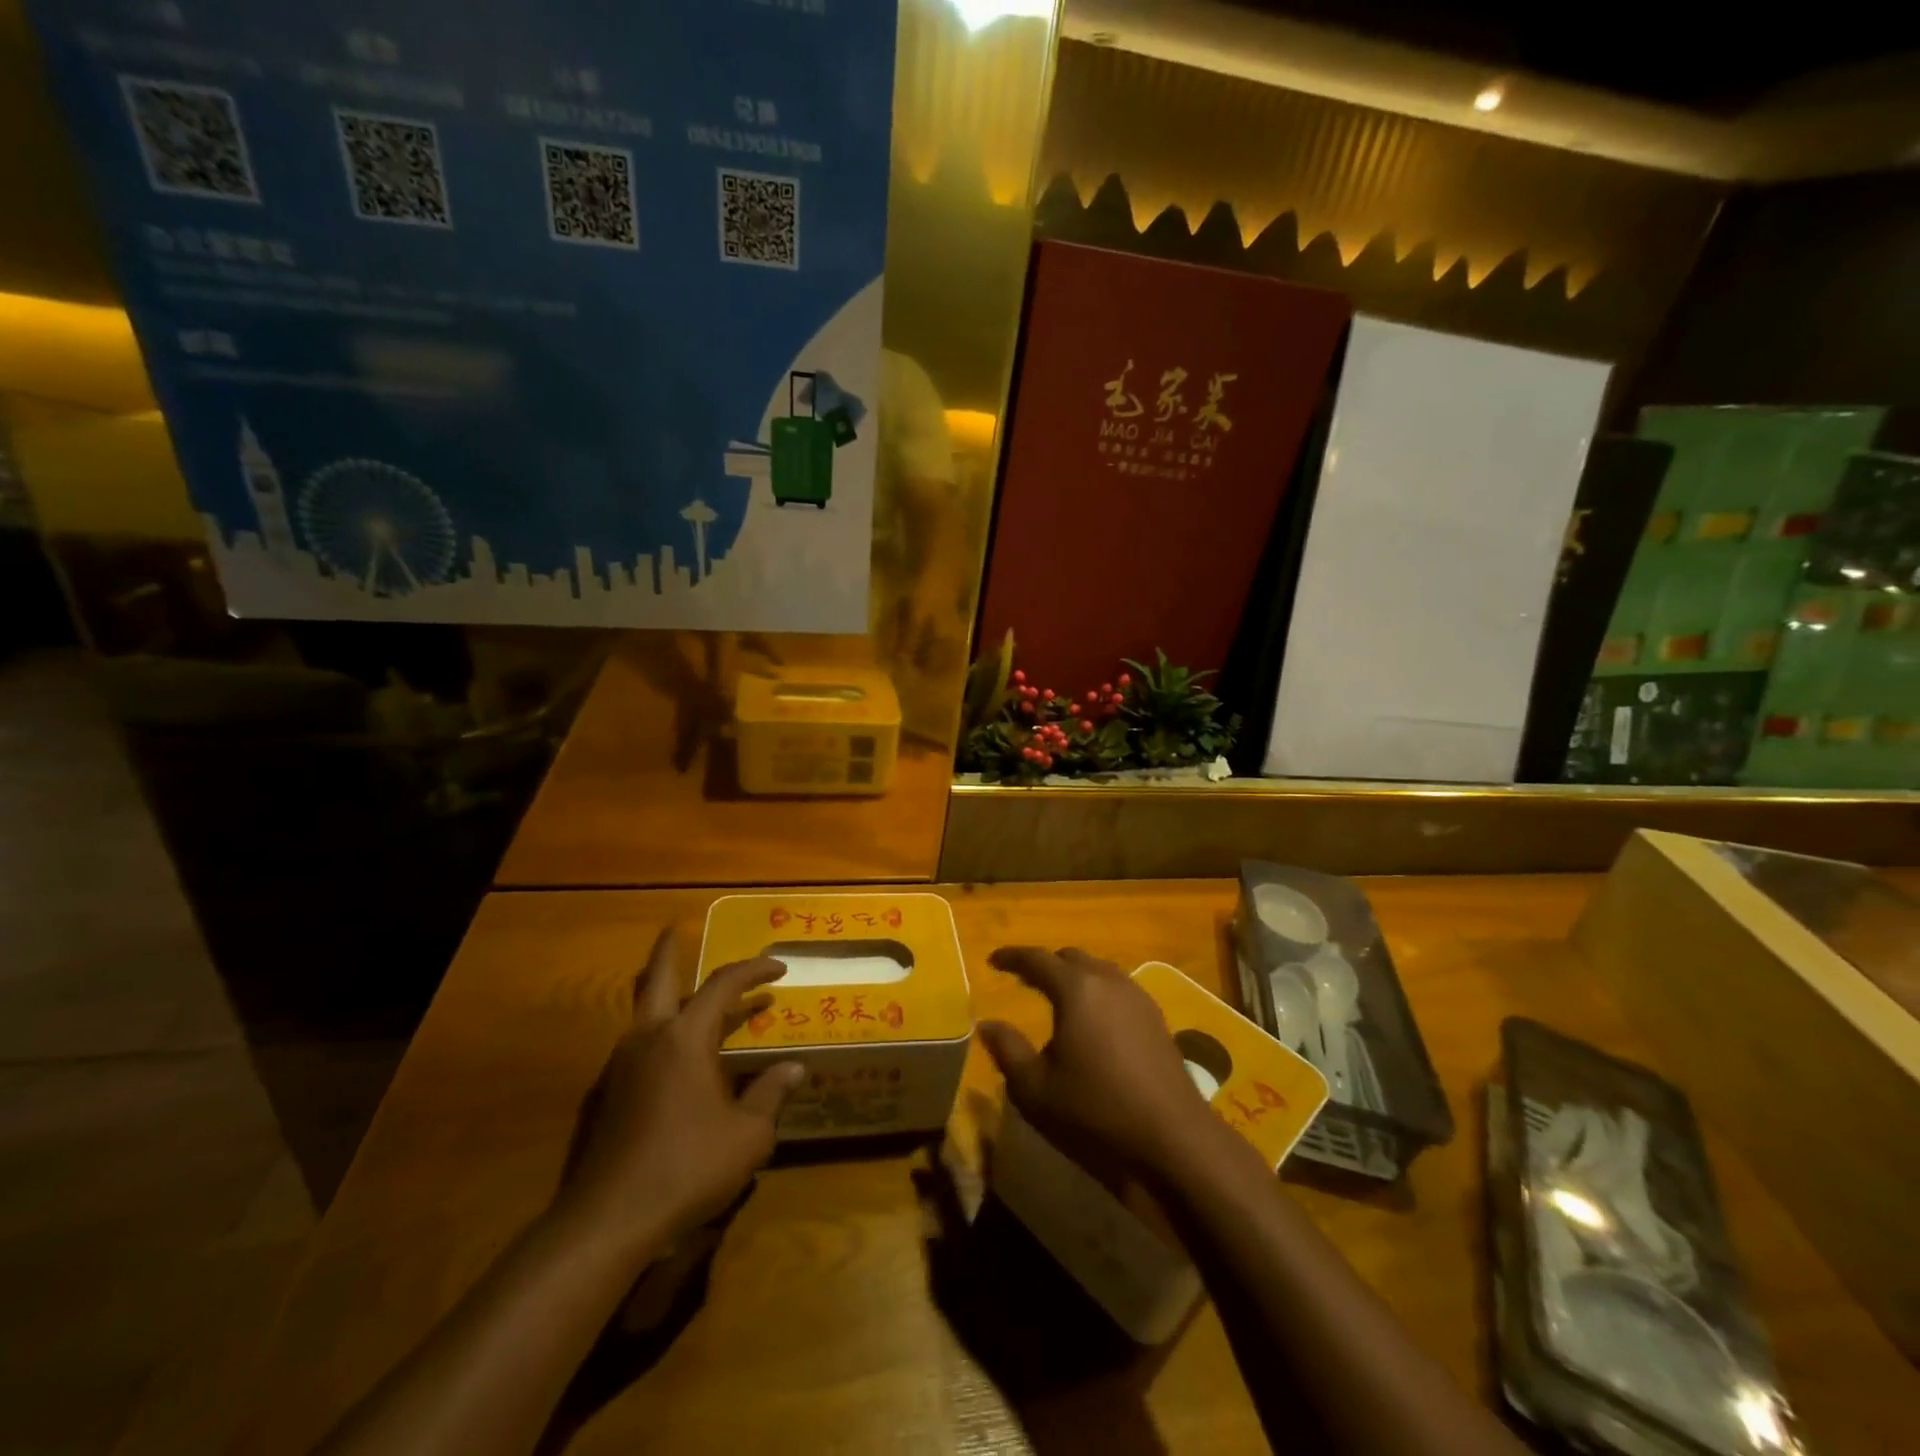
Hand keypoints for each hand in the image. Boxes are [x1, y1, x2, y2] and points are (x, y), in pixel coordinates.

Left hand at [559, 929, 803, 1251]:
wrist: (609, 1221)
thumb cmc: (688, 1167)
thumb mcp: (748, 1135)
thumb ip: (770, 1094)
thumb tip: (795, 1068)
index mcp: (685, 1037)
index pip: (722, 985)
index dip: (753, 970)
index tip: (779, 968)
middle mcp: (649, 1039)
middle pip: (656, 978)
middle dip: (669, 951)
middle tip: (677, 929)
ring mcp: (621, 1066)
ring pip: (644, 1013)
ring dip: (667, 996)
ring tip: (694, 1000)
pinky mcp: (607, 1096)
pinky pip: (639, 1046)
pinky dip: (660, 1034)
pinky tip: (677, 1059)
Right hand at [978, 946, 1222, 1182]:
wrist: (1174, 1141)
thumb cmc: (1096, 1112)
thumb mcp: (1035, 1089)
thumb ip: (1007, 1050)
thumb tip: (987, 1025)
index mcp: (1077, 989)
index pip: (1037, 959)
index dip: (1012, 957)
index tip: (993, 960)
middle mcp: (1109, 981)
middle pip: (1071, 958)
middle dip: (1046, 965)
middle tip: (1024, 980)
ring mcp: (1139, 999)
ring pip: (1099, 971)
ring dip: (1075, 978)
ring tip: (1057, 998)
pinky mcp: (1157, 1020)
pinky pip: (1118, 990)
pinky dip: (1097, 994)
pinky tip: (1093, 1022)